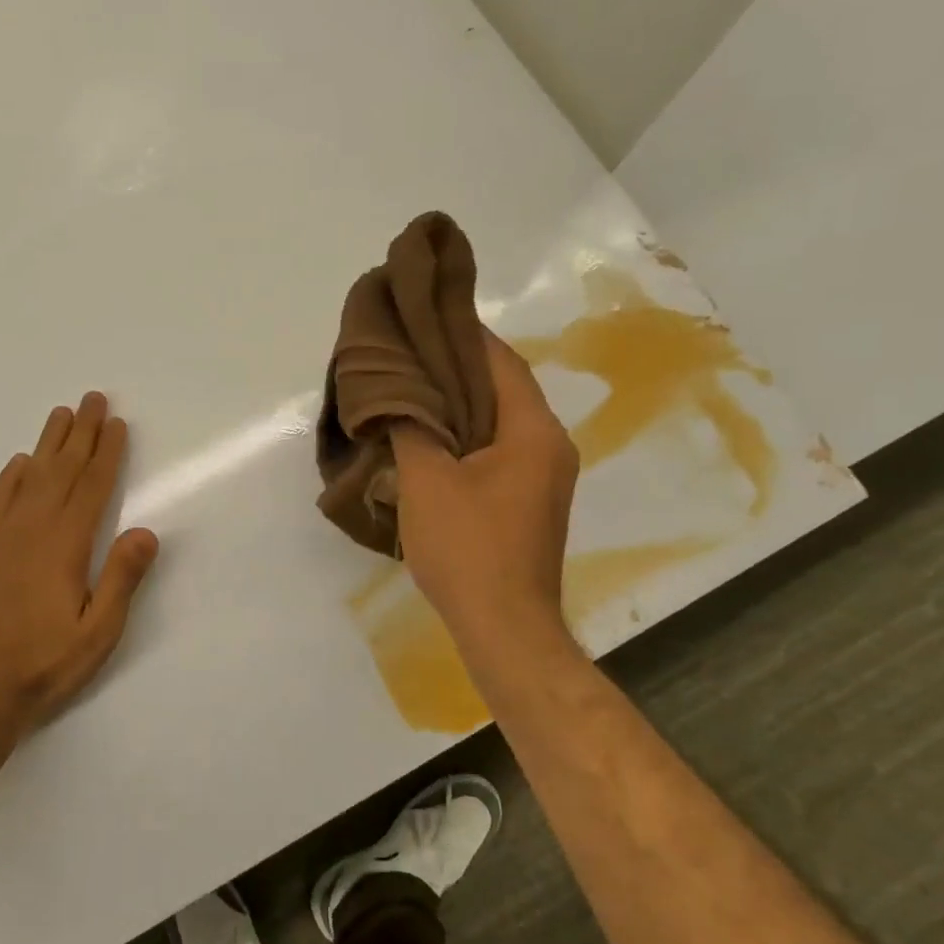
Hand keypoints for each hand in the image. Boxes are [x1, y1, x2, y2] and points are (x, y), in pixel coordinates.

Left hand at [0, 392, 159, 736]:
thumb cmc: (47, 663)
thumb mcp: (98, 633)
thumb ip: (121, 579)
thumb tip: (146, 531)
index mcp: (66, 546)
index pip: (93, 488)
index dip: (107, 453)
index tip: (117, 424)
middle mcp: (34, 531)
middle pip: (63, 471)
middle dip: (82, 433)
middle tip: (93, 399)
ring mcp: (3, 538)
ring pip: (31, 478)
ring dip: (49, 444)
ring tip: (62, 413)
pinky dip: (11, 476)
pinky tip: (20, 461)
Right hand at [391, 331, 578, 651]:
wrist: (504, 627)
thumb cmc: (467, 547)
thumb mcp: (426, 480)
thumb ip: (411, 426)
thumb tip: (396, 392)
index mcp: (532, 430)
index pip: (498, 361)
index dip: (461, 334)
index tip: (422, 315)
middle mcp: (548, 444)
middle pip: (500, 387)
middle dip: (454, 366)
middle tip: (407, 350)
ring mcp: (542, 475)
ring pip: (496, 420)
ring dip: (457, 401)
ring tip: (410, 385)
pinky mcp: (528, 500)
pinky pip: (495, 448)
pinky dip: (463, 433)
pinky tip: (427, 433)